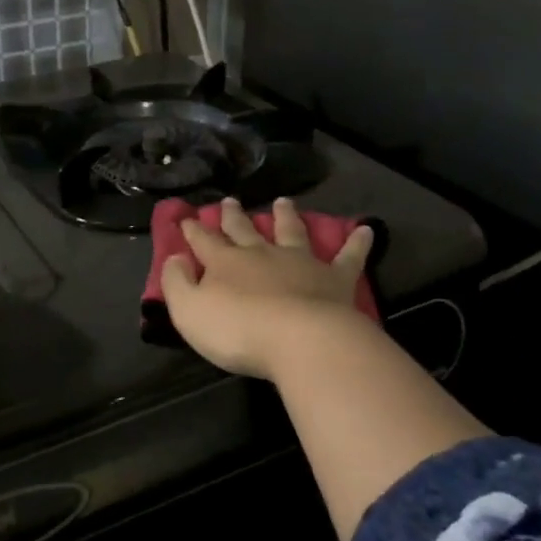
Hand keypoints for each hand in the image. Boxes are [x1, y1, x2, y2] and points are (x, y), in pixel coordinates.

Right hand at [161, 198, 374, 379]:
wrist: (301, 340)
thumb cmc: (238, 330)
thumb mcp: (189, 311)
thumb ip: (177, 283)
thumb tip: (175, 259)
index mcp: (225, 262)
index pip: (204, 241)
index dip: (193, 230)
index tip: (187, 218)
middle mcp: (261, 254)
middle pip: (244, 230)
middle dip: (233, 216)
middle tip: (229, 201)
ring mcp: (300, 262)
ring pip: (291, 231)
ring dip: (285, 216)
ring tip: (283, 202)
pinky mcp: (334, 278)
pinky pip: (348, 256)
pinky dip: (357, 242)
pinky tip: (366, 229)